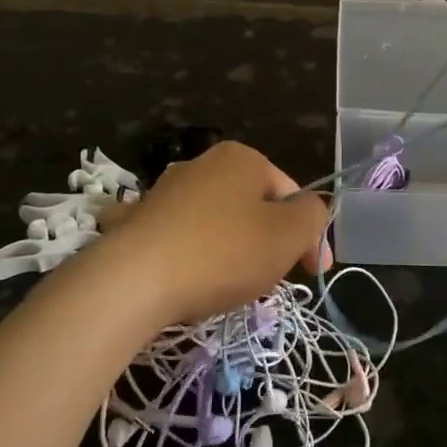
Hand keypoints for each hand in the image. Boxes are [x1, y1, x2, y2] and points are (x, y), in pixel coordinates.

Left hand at [90, 141, 330, 325]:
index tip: (311, 273)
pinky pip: (174, 237)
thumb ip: (314, 216)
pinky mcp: (134, 222)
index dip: (308, 235)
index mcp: (242, 158)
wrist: (132, 282)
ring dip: (228, 250)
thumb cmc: (223, 253)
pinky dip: (184, 253)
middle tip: (268, 282)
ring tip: (224, 288)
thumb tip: (311, 212)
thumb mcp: (289, 235)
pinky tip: (181, 277)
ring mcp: (163, 191)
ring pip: (215, 222)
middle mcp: (201, 164)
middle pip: (253, 207)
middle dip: (267, 243)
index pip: (291, 194)